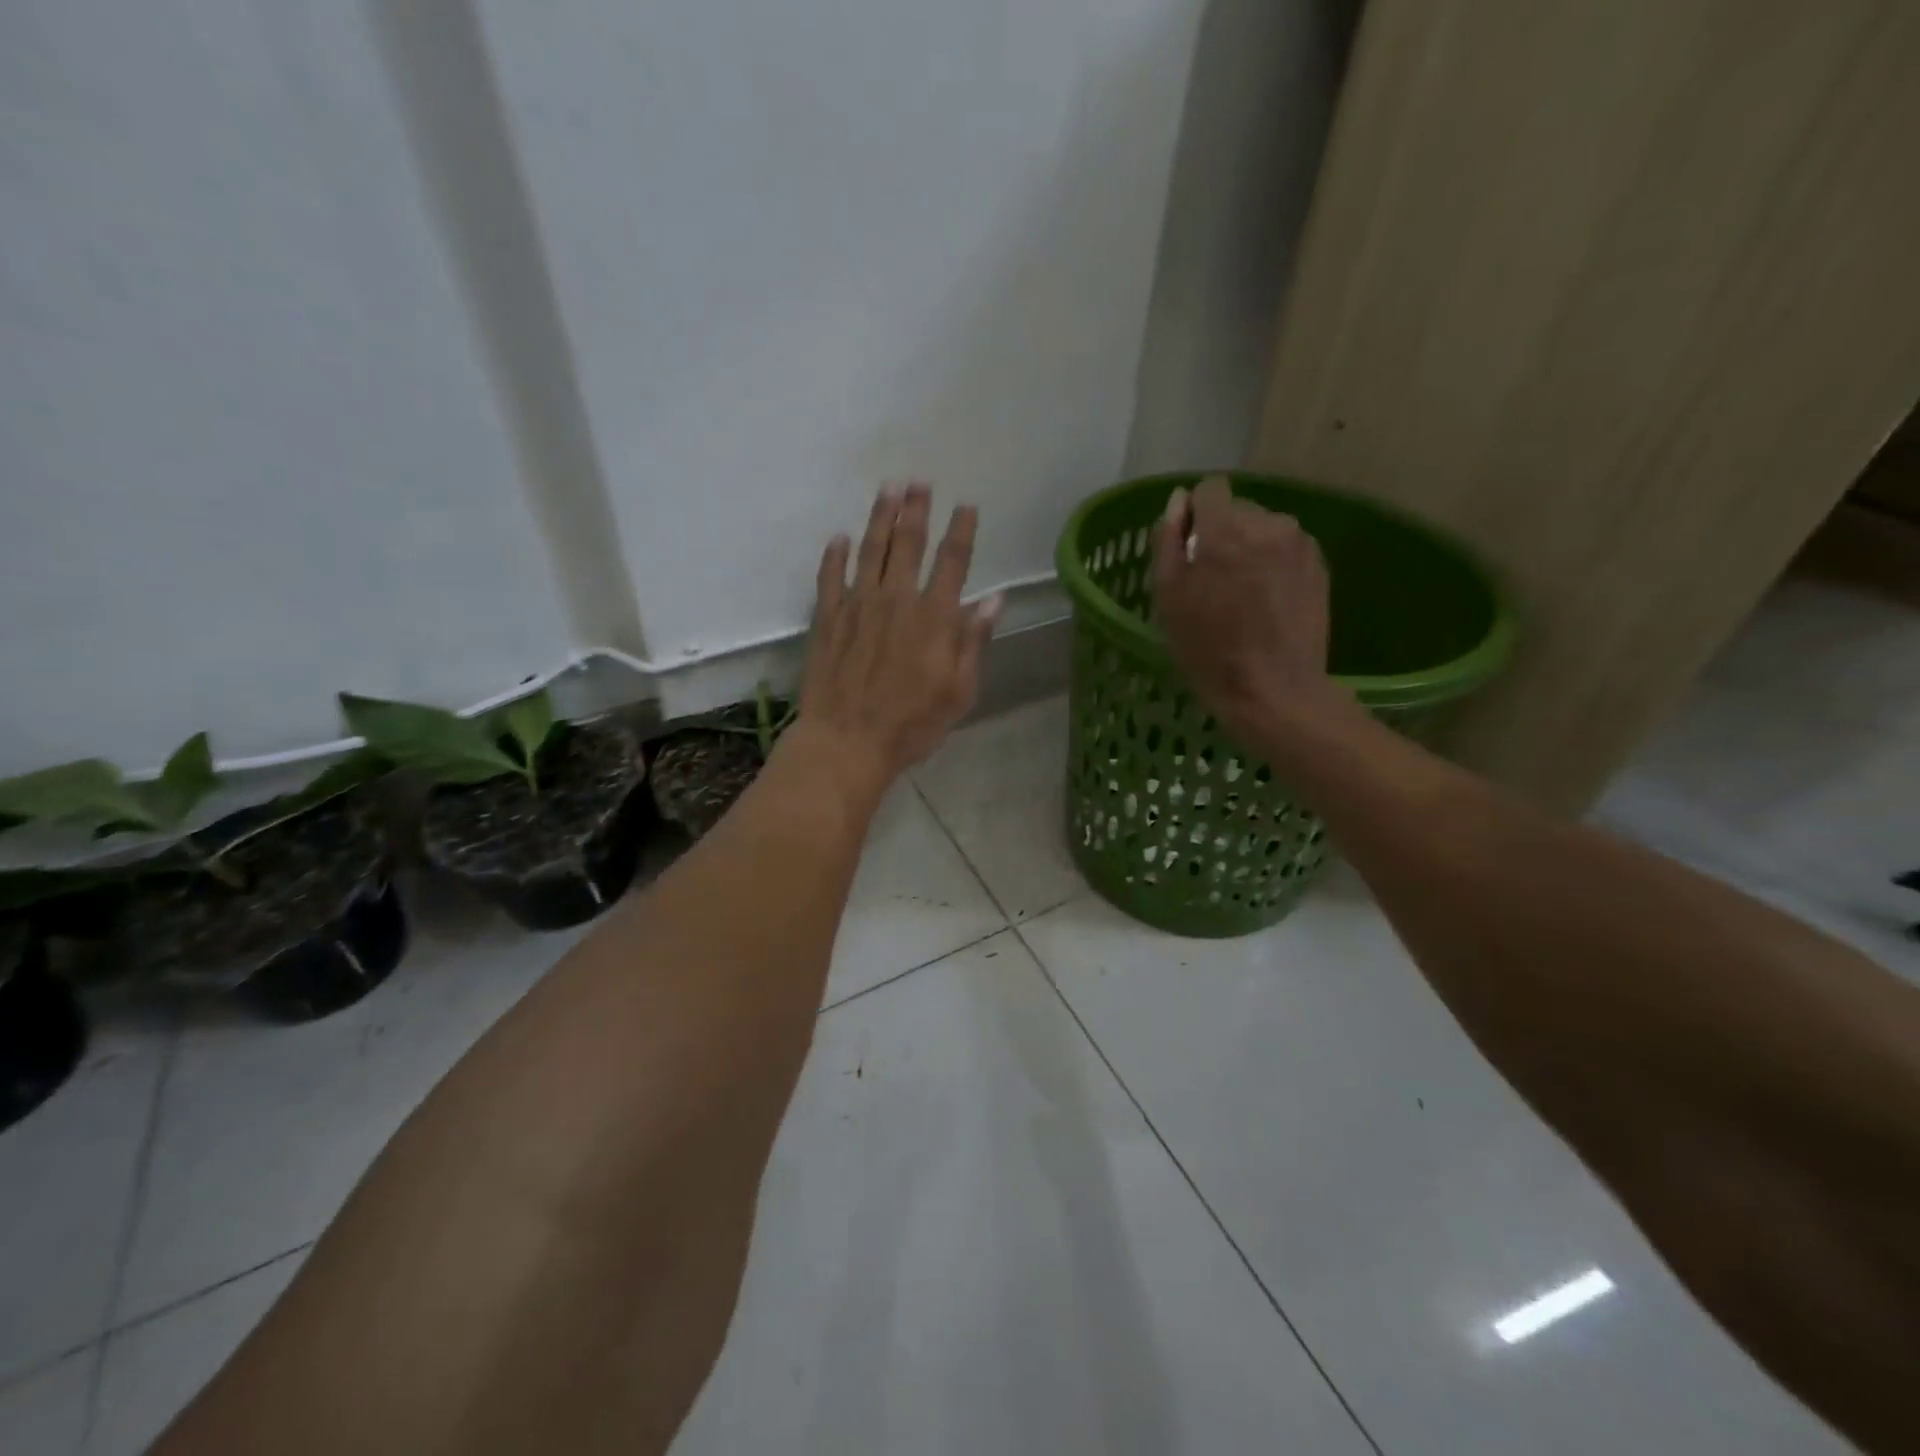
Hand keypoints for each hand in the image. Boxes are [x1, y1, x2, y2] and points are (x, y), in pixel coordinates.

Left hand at [789, 482, 1002, 799]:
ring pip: (871, 550)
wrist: (847, 741)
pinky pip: (830, 577)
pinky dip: (835, 555)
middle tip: (918, 481)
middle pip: (909, 544)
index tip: (966, 505)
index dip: (962, 530)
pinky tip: (839, 538)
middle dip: (916, 509)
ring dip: (880, 517)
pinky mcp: (827, 619)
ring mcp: (857, 606)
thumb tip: (993, 600)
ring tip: (886, 489)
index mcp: (934, 618)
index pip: (953, 562)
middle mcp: (897, 600)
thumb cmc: (911, 724)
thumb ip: (973, 642)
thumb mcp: (958, 691)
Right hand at [1152, 475, 1344, 744]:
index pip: (1210, 489)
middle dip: (1223, 534)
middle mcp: (1268, 523)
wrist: (1272, 689)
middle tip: (1214, 580)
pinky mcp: (1319, 565)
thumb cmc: (1208, 648)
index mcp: (1225, 528)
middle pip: (1238, 509)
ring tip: (1243, 593)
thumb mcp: (1168, 597)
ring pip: (1264, 529)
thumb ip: (1168, 540)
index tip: (1189, 546)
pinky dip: (1273, 564)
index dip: (1195, 514)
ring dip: (1250, 548)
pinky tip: (1267, 600)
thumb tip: (1178, 503)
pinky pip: (1286, 549)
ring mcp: (1299, 543)